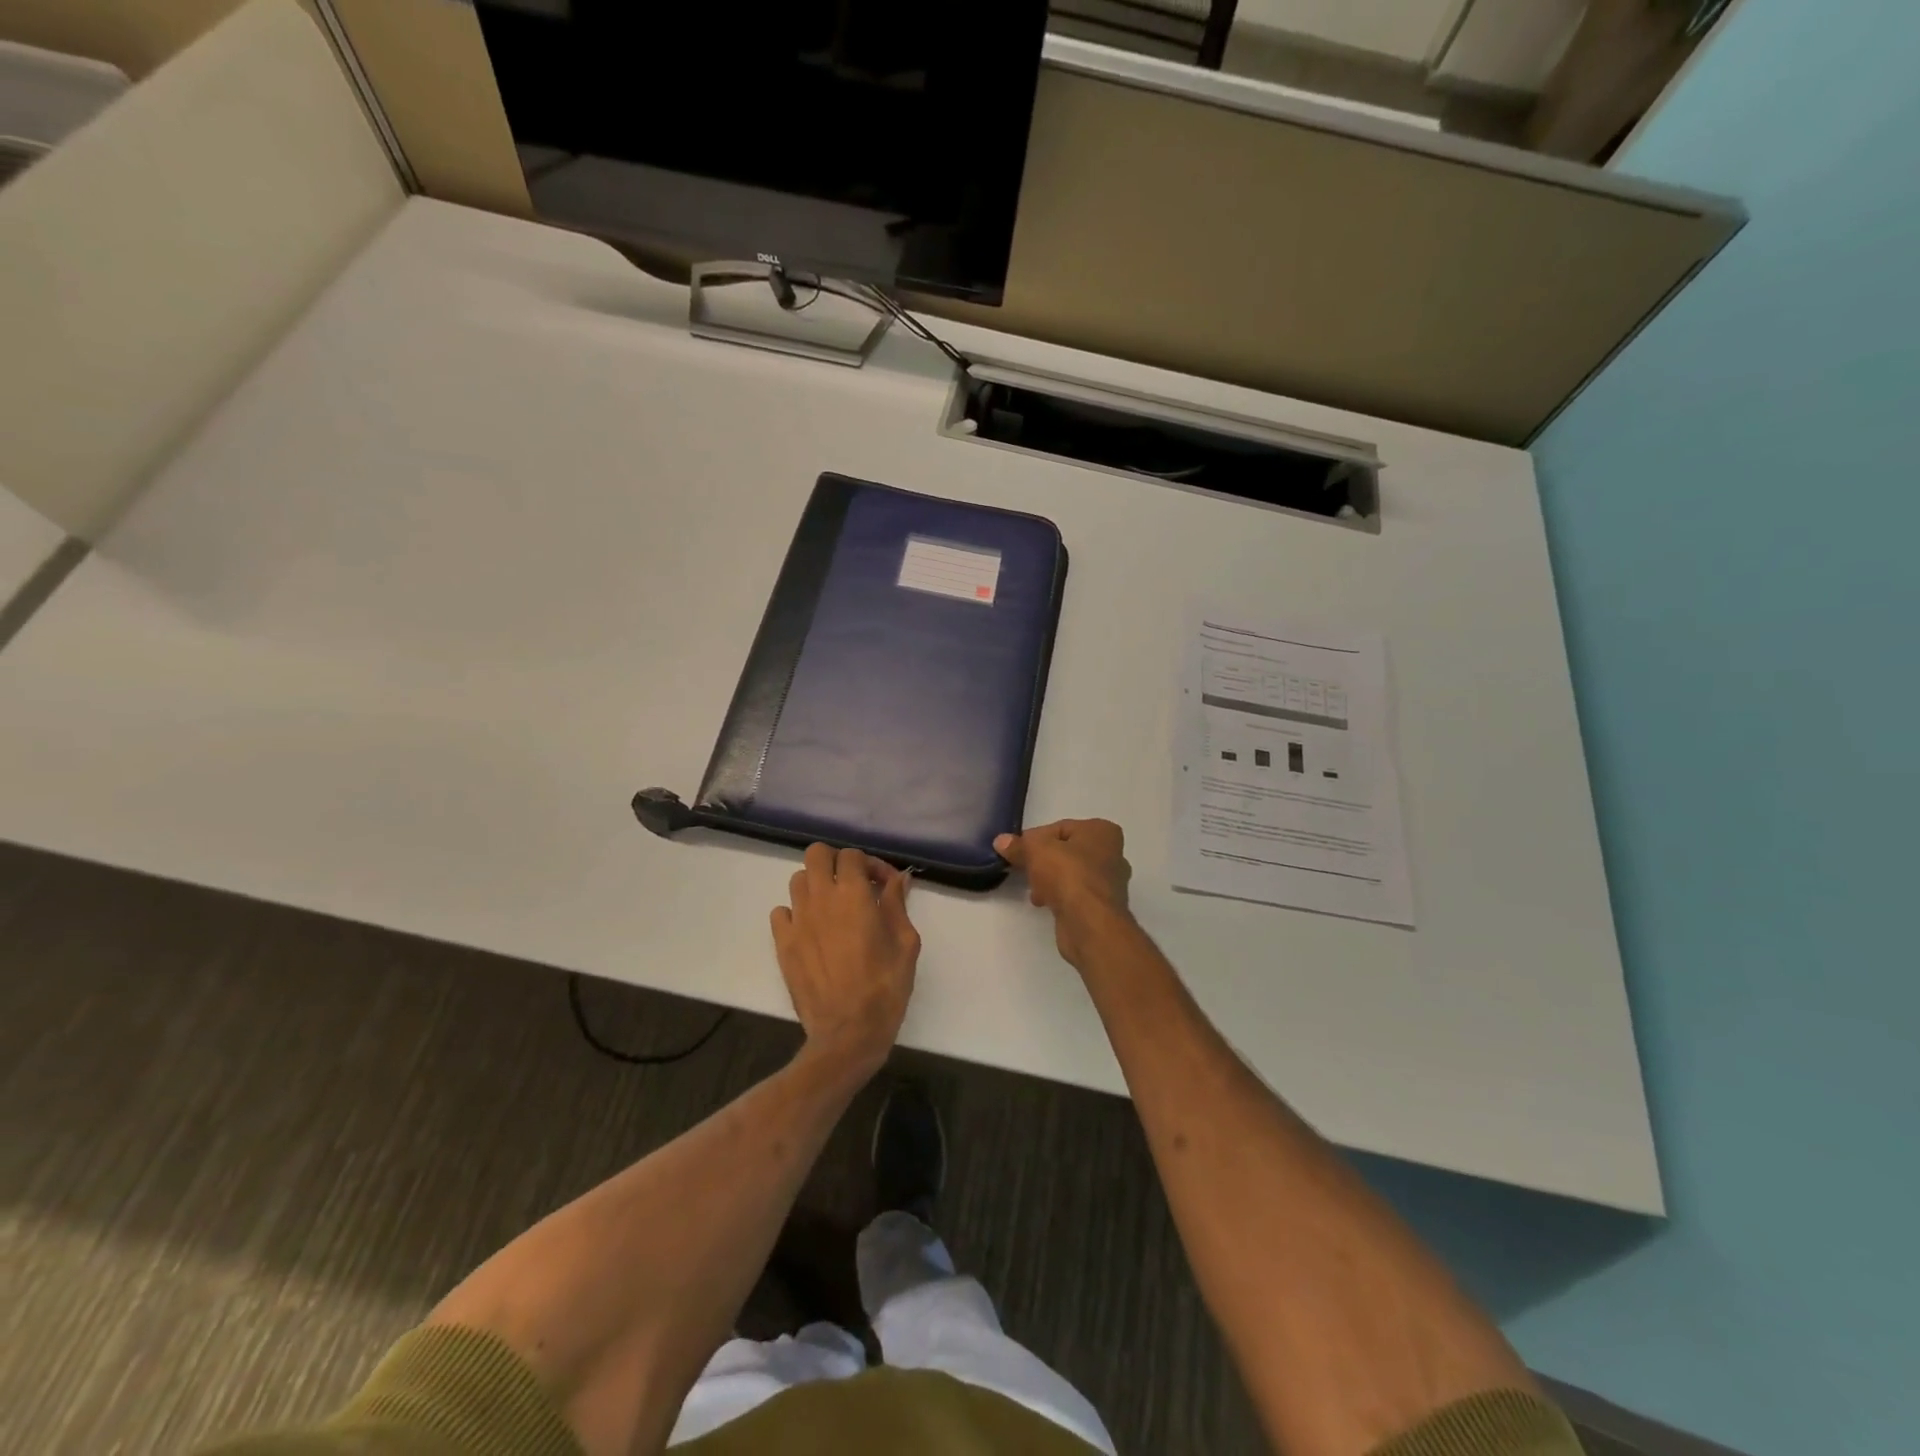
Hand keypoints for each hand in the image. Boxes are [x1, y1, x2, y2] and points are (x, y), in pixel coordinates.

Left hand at [771, 844, 919, 1075]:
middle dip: (836, 862)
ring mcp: (797, 920)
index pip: (852, 855)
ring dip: (816, 885)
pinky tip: (812, 929)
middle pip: (816, 854)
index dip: (871, 864)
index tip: (884, 885)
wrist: (848, 1032)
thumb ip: (898, 904)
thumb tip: (898, 878)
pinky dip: (796, 912)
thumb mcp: (905, 942)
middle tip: (853, 883)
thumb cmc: (885, 986)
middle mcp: (821, 898)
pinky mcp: (783, 943)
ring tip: (833, 907)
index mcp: (854, 894)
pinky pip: (781, 912)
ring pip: (798, 879)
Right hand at [995, 819, 1132, 966]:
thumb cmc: (1068, 874)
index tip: (1018, 851)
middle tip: (1024, 869)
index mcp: (1102, 831)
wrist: (1089, 923)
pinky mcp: (1102, 907)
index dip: (1036, 838)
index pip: (1060, 828)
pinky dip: (1059, 896)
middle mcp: (1112, 854)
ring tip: (1034, 890)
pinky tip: (1044, 903)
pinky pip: (1074, 894)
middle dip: (1043, 861)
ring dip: (1049, 880)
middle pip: (1066, 852)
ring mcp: (1109, 883)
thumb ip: (1019, 845)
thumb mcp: (1036, 851)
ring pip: (1070, 874)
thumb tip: (1001, 841)